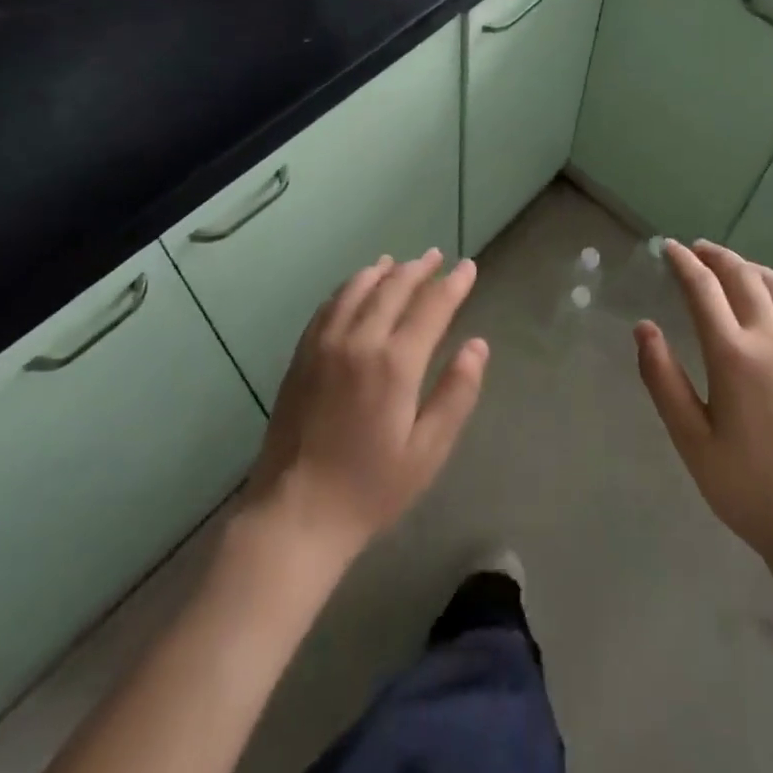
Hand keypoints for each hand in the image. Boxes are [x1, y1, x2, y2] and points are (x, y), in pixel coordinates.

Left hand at [244, 250, 487, 563]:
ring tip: (399, 263)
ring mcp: (325, 344)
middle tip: (437, 257)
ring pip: (357, 289)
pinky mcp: (302, 355)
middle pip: (393, 288)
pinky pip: (329, 306)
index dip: (453, 284)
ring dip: (383, 271)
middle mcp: (359, 340)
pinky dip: (349, 287)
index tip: (467, 266)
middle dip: (419, 269)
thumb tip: (477, 345)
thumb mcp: (427, 451)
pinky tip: (356, 287)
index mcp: (395, 363)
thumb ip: (456, 393)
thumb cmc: (370, 488)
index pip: (432, 306)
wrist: (295, 515)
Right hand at [635, 241, 772, 570]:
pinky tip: (770, 297)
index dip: (683, 263)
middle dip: (715, 256)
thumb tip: (644, 328)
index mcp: (734, 356)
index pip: (704, 290)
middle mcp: (772, 339)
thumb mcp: (691, 439)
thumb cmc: (747, 486)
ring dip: (748, 266)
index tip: (668, 248)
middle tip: (694, 249)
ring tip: (729, 265)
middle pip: (742, 276)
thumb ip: (663, 379)